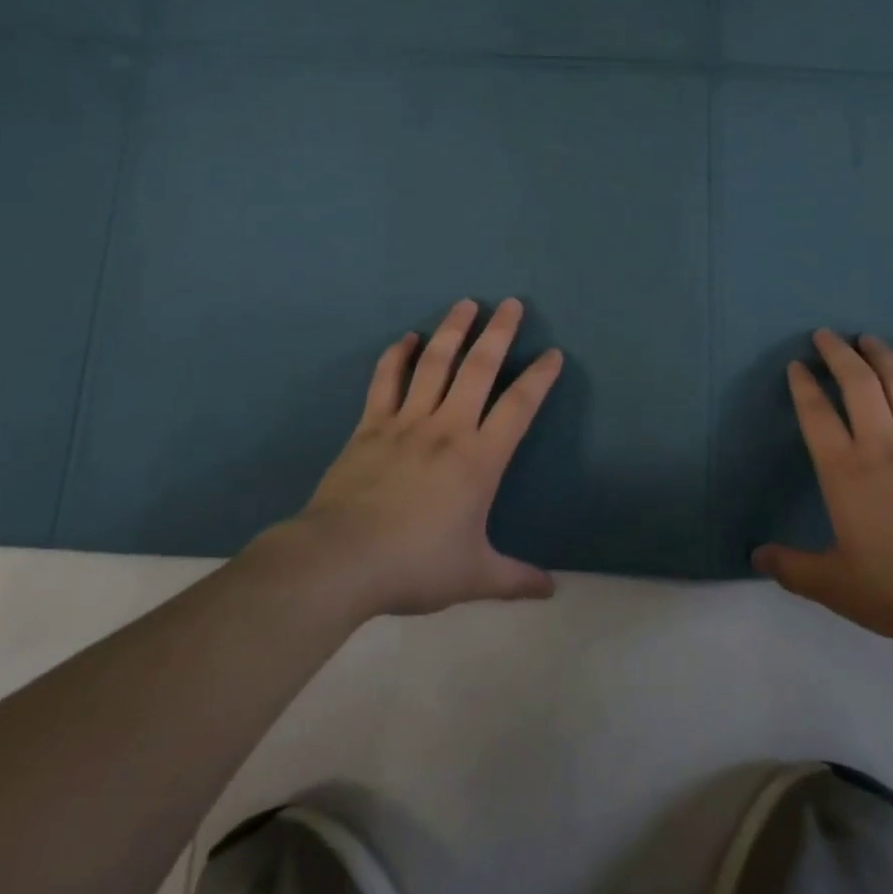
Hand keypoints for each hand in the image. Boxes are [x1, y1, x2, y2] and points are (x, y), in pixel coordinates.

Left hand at [280, 298, 561, 616]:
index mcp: (480, 459)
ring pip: (434, 363)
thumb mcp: (473, 576)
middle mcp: (448, 428)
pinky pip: (386, 380)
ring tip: (465, 304)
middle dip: (499, 332)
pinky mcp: (370, 425)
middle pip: (479, 368)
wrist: (340, 560)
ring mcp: (406, 422)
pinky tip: (406, 339)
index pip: (519, 406)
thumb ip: (515, 579)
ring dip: (452, 330)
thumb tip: (552, 590)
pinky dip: (396, 355)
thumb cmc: (414, 565)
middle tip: (510, 303)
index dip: (539, 377)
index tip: (552, 354)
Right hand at [752, 330, 892, 651]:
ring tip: (868, 339)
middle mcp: (881, 445)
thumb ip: (794, 570)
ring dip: (881, 356)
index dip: (804, 385)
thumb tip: (756, 556)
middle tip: (826, 334)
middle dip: (839, 353)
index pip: (817, 415)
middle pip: (858, 384)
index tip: (797, 365)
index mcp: (846, 471)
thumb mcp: (839, 587)